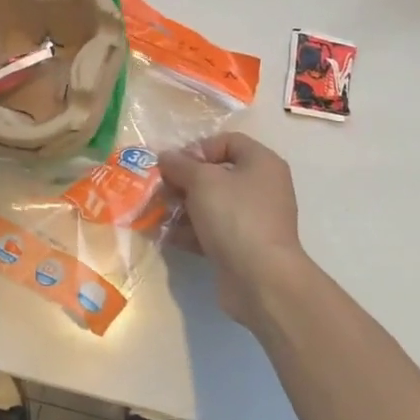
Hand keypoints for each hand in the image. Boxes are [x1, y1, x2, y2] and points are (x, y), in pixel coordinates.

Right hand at [159, 133, 318, 326]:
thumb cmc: (235, 216)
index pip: (227, 141)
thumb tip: (165, 157)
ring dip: (182, 207)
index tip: (176, 164)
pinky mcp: (243, 246)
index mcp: (261, 162)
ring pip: (211, 204)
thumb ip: (180, 165)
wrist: (260, 279)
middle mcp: (261, 187)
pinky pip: (212, 230)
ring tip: (157, 214)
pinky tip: (166, 236)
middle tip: (160, 190)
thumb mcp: (202, 181)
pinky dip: (190, 231)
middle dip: (184, 181)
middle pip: (216, 174)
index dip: (199, 148)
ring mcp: (253, 219)